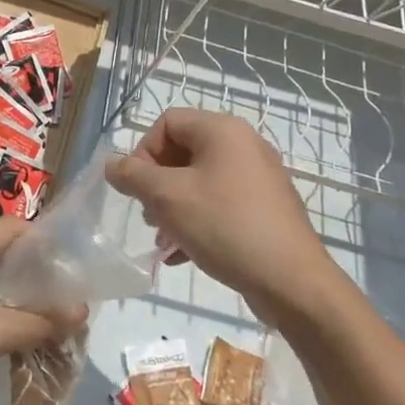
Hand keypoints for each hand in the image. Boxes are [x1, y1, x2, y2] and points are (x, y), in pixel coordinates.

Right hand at [107, 108, 341, 319]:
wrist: (292, 281)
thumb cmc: (225, 226)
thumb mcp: (167, 198)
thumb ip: (133, 176)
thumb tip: (111, 165)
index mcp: (223, 131)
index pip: (168, 122)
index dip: (143, 151)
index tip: (136, 188)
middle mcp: (245, 145)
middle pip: (183, 151)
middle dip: (157, 183)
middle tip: (149, 215)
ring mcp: (259, 178)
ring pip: (200, 181)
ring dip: (173, 206)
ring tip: (163, 239)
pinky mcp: (266, 208)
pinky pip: (220, 204)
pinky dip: (196, 221)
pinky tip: (181, 254)